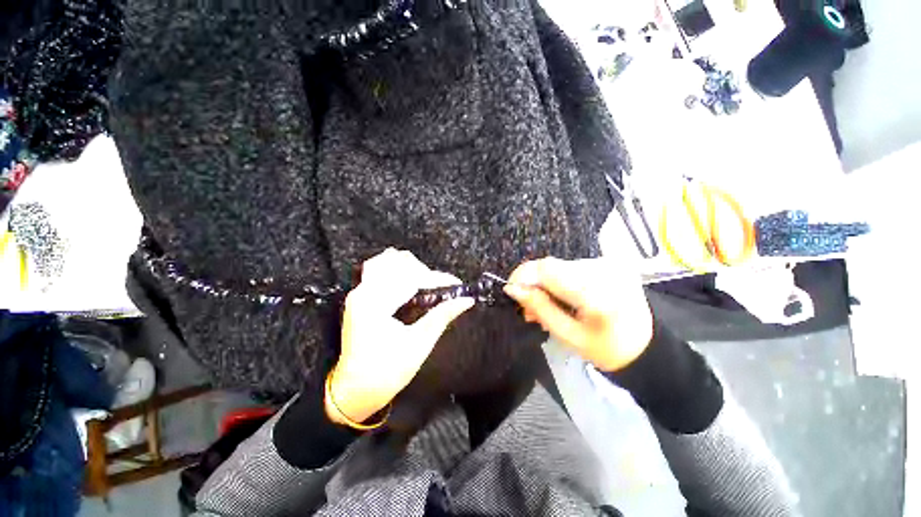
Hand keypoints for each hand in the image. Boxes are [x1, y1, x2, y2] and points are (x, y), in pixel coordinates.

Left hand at [327, 248, 473, 425]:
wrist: (354, 391)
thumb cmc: (386, 373)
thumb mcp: (419, 344)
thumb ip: (442, 316)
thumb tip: (466, 300)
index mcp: (376, 305)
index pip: (411, 278)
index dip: (437, 278)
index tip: (456, 284)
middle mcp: (363, 292)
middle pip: (397, 262)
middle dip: (424, 272)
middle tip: (440, 288)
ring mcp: (358, 292)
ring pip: (385, 261)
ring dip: (409, 268)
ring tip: (425, 282)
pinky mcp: (359, 297)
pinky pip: (377, 270)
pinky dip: (396, 271)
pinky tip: (407, 281)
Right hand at [504, 257, 652, 371]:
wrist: (646, 346)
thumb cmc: (608, 349)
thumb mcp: (569, 336)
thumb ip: (541, 309)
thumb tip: (513, 289)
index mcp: (598, 292)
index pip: (549, 269)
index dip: (524, 275)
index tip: (511, 291)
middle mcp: (604, 269)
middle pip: (552, 266)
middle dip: (533, 283)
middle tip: (527, 308)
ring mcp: (607, 263)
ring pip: (558, 266)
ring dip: (544, 283)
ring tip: (543, 306)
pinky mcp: (606, 262)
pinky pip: (570, 267)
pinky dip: (557, 280)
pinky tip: (558, 297)